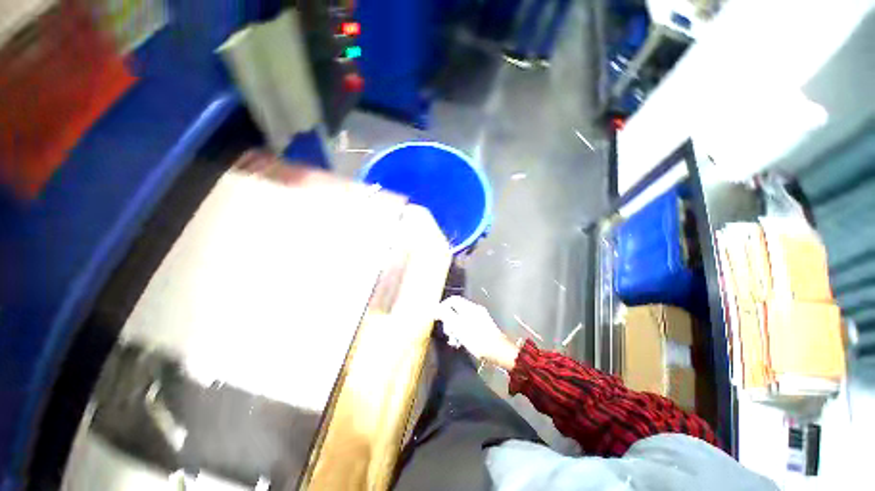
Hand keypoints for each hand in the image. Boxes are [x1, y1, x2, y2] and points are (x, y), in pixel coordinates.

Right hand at [436, 296, 519, 369]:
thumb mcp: (458, 327)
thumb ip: (446, 315)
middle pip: (456, 309)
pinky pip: (468, 324)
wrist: (498, 351)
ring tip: (454, 341)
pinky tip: (461, 342)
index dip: (442, 307)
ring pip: (461, 318)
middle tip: (448, 333)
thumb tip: (436, 308)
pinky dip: (462, 331)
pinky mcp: (483, 325)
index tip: (437, 318)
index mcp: (469, 307)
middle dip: (449, 320)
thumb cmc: (477, 339)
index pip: (452, 300)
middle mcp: (474, 309)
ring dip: (455, 328)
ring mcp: (480, 316)